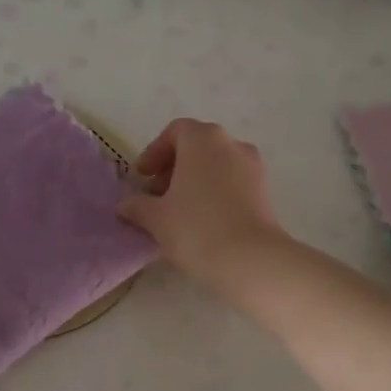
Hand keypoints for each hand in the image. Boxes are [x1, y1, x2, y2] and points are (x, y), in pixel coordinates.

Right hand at [118, 118, 284, 292]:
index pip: (175, 132)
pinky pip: (232, 182)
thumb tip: (126, 205)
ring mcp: (253, 167)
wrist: (251, 259)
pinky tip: (202, 221)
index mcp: (203, 139)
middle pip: (197, 147)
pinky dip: (214, 193)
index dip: (154, 152)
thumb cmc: (196, 228)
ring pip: (216, 165)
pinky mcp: (264, 191)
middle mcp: (231, 144)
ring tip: (177, 212)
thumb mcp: (155, 218)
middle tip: (156, 195)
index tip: (142, 177)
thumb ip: (137, 205)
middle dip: (173, 168)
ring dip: (194, 181)